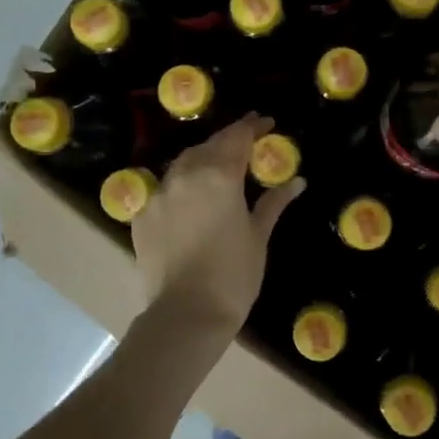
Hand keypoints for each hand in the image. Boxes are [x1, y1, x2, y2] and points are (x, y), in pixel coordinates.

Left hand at [131, 114, 304, 339]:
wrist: (186, 314)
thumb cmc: (233, 275)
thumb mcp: (258, 236)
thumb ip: (273, 203)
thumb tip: (297, 182)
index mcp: (219, 176)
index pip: (237, 138)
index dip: (252, 127)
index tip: (265, 123)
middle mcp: (185, 175)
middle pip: (209, 145)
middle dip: (228, 140)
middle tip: (246, 141)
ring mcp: (159, 194)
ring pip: (183, 163)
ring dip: (203, 158)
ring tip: (219, 166)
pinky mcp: (142, 215)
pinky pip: (164, 188)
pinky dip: (181, 184)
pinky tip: (191, 197)